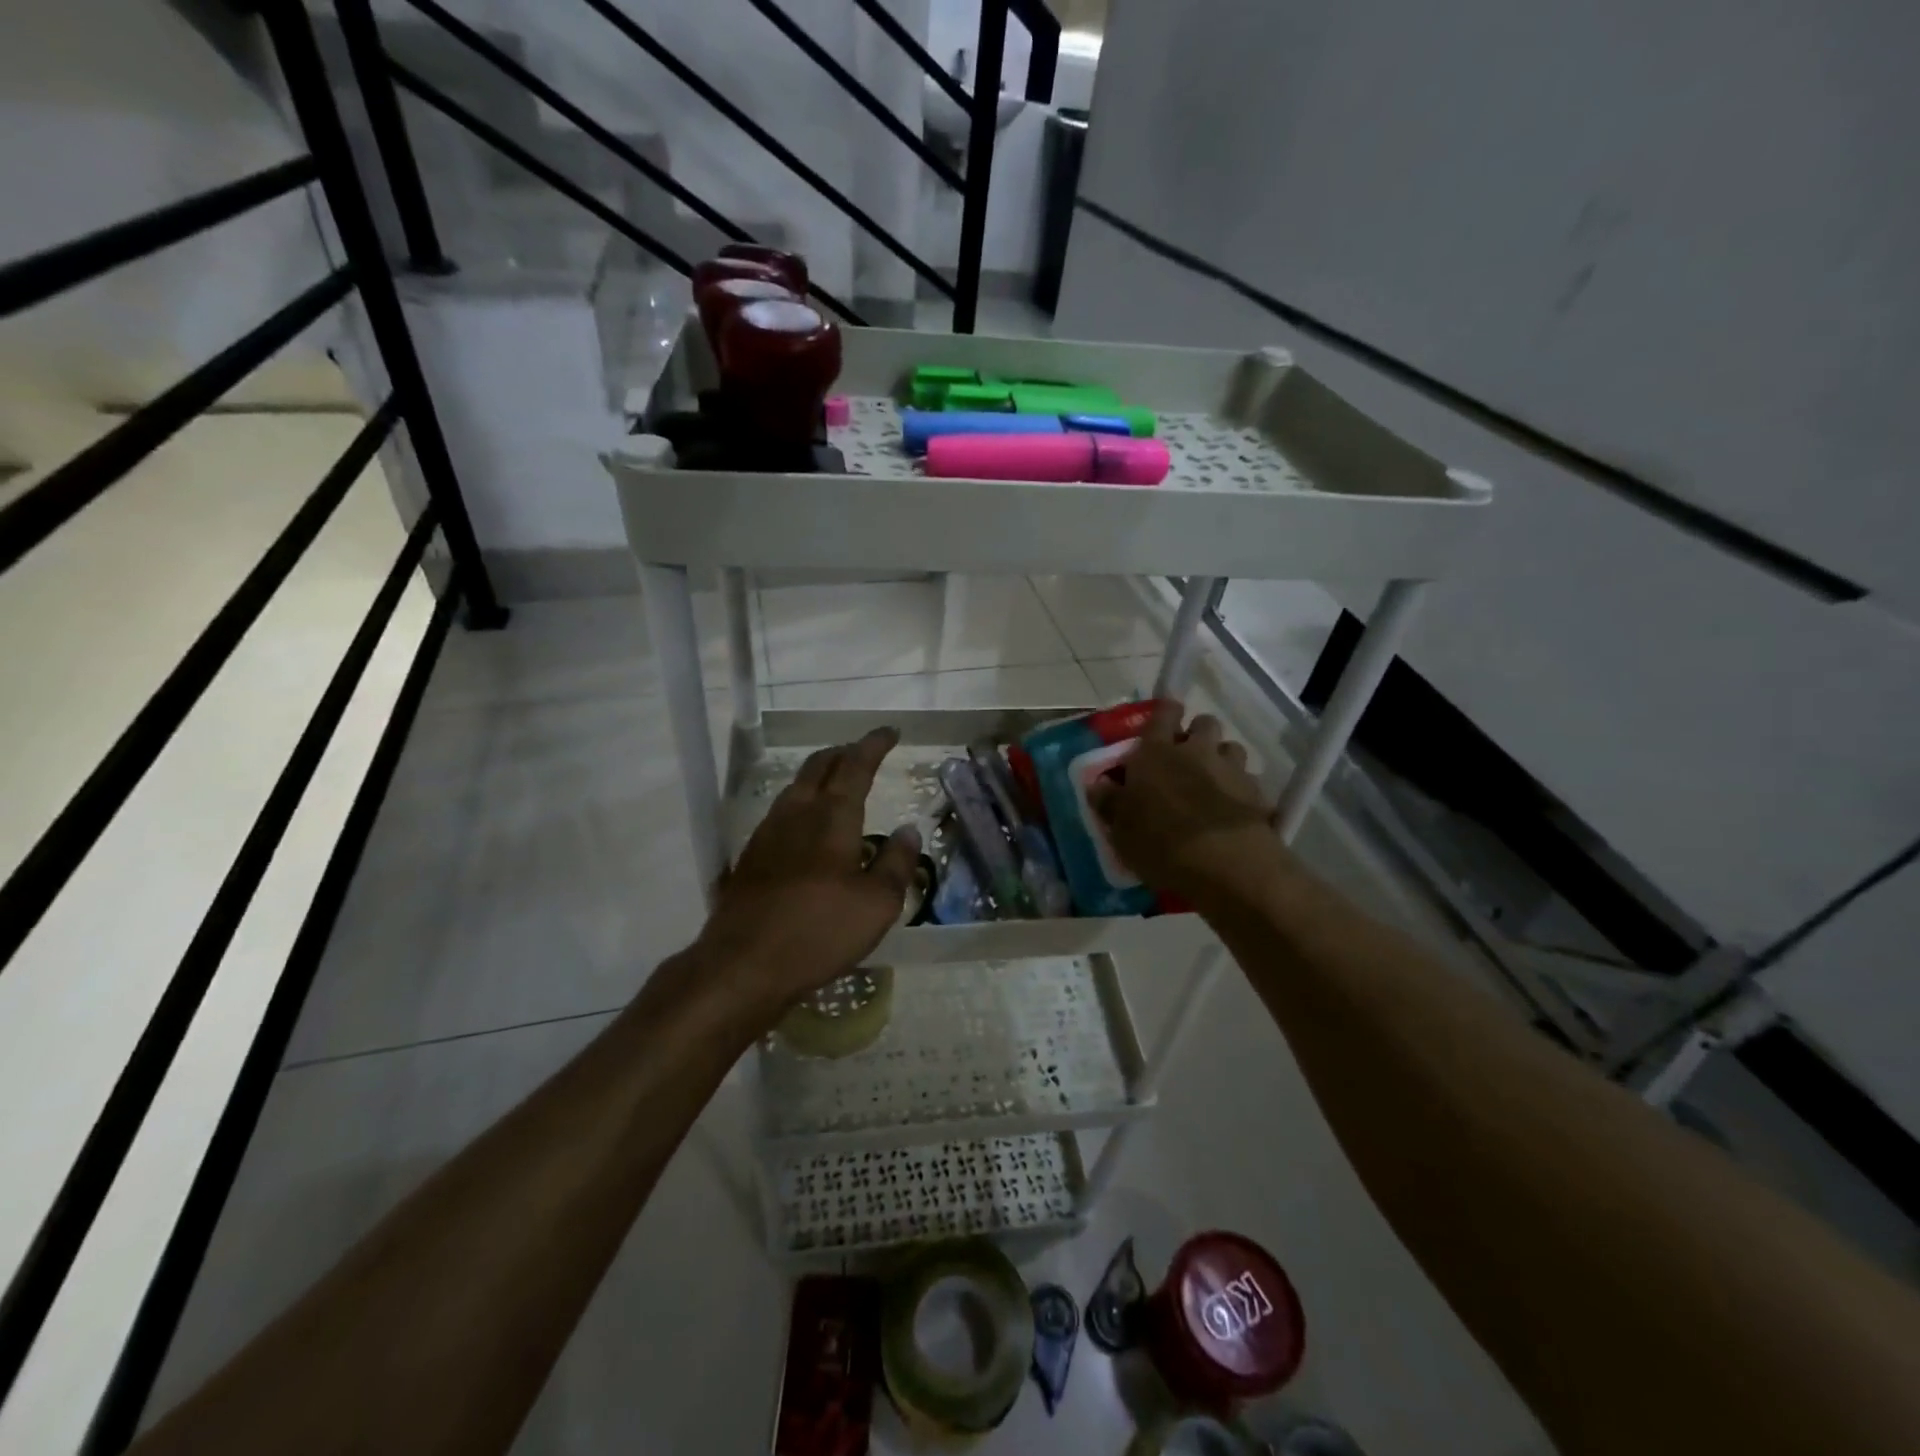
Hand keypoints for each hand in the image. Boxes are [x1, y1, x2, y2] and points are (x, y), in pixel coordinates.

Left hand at [697, 727, 920, 1017]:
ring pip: (796, 786)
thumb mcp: (877, 904)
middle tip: (863, 752)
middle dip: (843, 752)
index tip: (890, 732)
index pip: (856, 766)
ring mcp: (767, 833)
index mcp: (832, 817)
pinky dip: (802, 802)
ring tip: (837, 782)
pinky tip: (806, 826)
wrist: (743, 964)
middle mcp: (797, 813)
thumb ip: (896, 863)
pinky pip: (781, 812)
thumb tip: (907, 830)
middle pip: (819, 766)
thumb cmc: (819, 932)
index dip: (874, 745)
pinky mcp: (751, 857)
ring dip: (820, 775)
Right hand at [1089, 701, 1288, 905]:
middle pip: (1204, 723)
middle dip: (1197, 734)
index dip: (1165, 713)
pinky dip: (1240, 789)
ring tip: (1212, 783)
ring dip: (1221, 758)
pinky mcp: (1258, 793)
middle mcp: (1196, 751)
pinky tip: (1233, 810)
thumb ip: (1110, 803)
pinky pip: (1249, 779)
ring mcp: (1231, 769)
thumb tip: (1099, 785)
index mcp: (1156, 753)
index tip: (1163, 724)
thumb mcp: (1122, 831)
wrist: (1227, 867)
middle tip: (1185, 758)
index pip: (1164, 713)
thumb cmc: (1161, 843)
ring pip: (1230, 748)